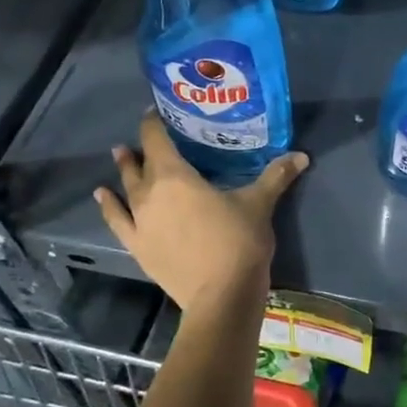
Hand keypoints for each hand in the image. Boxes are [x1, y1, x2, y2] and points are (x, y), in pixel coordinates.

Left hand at [94, 111, 308, 309]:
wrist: (221, 295)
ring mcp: (140, 222)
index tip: (155, 111)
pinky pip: (117, 221)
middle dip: (141, 148)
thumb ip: (276, 176)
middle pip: (140, 164)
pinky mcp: (138, 246)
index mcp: (176, 176)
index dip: (153, 123)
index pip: (157, 140)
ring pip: (126, 189)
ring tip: (119, 156)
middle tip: (143, 137)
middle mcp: (150, 194)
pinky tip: (104, 197)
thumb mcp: (260, 204)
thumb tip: (301, 155)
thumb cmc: (238, 241)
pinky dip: (109, 206)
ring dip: (123, 171)